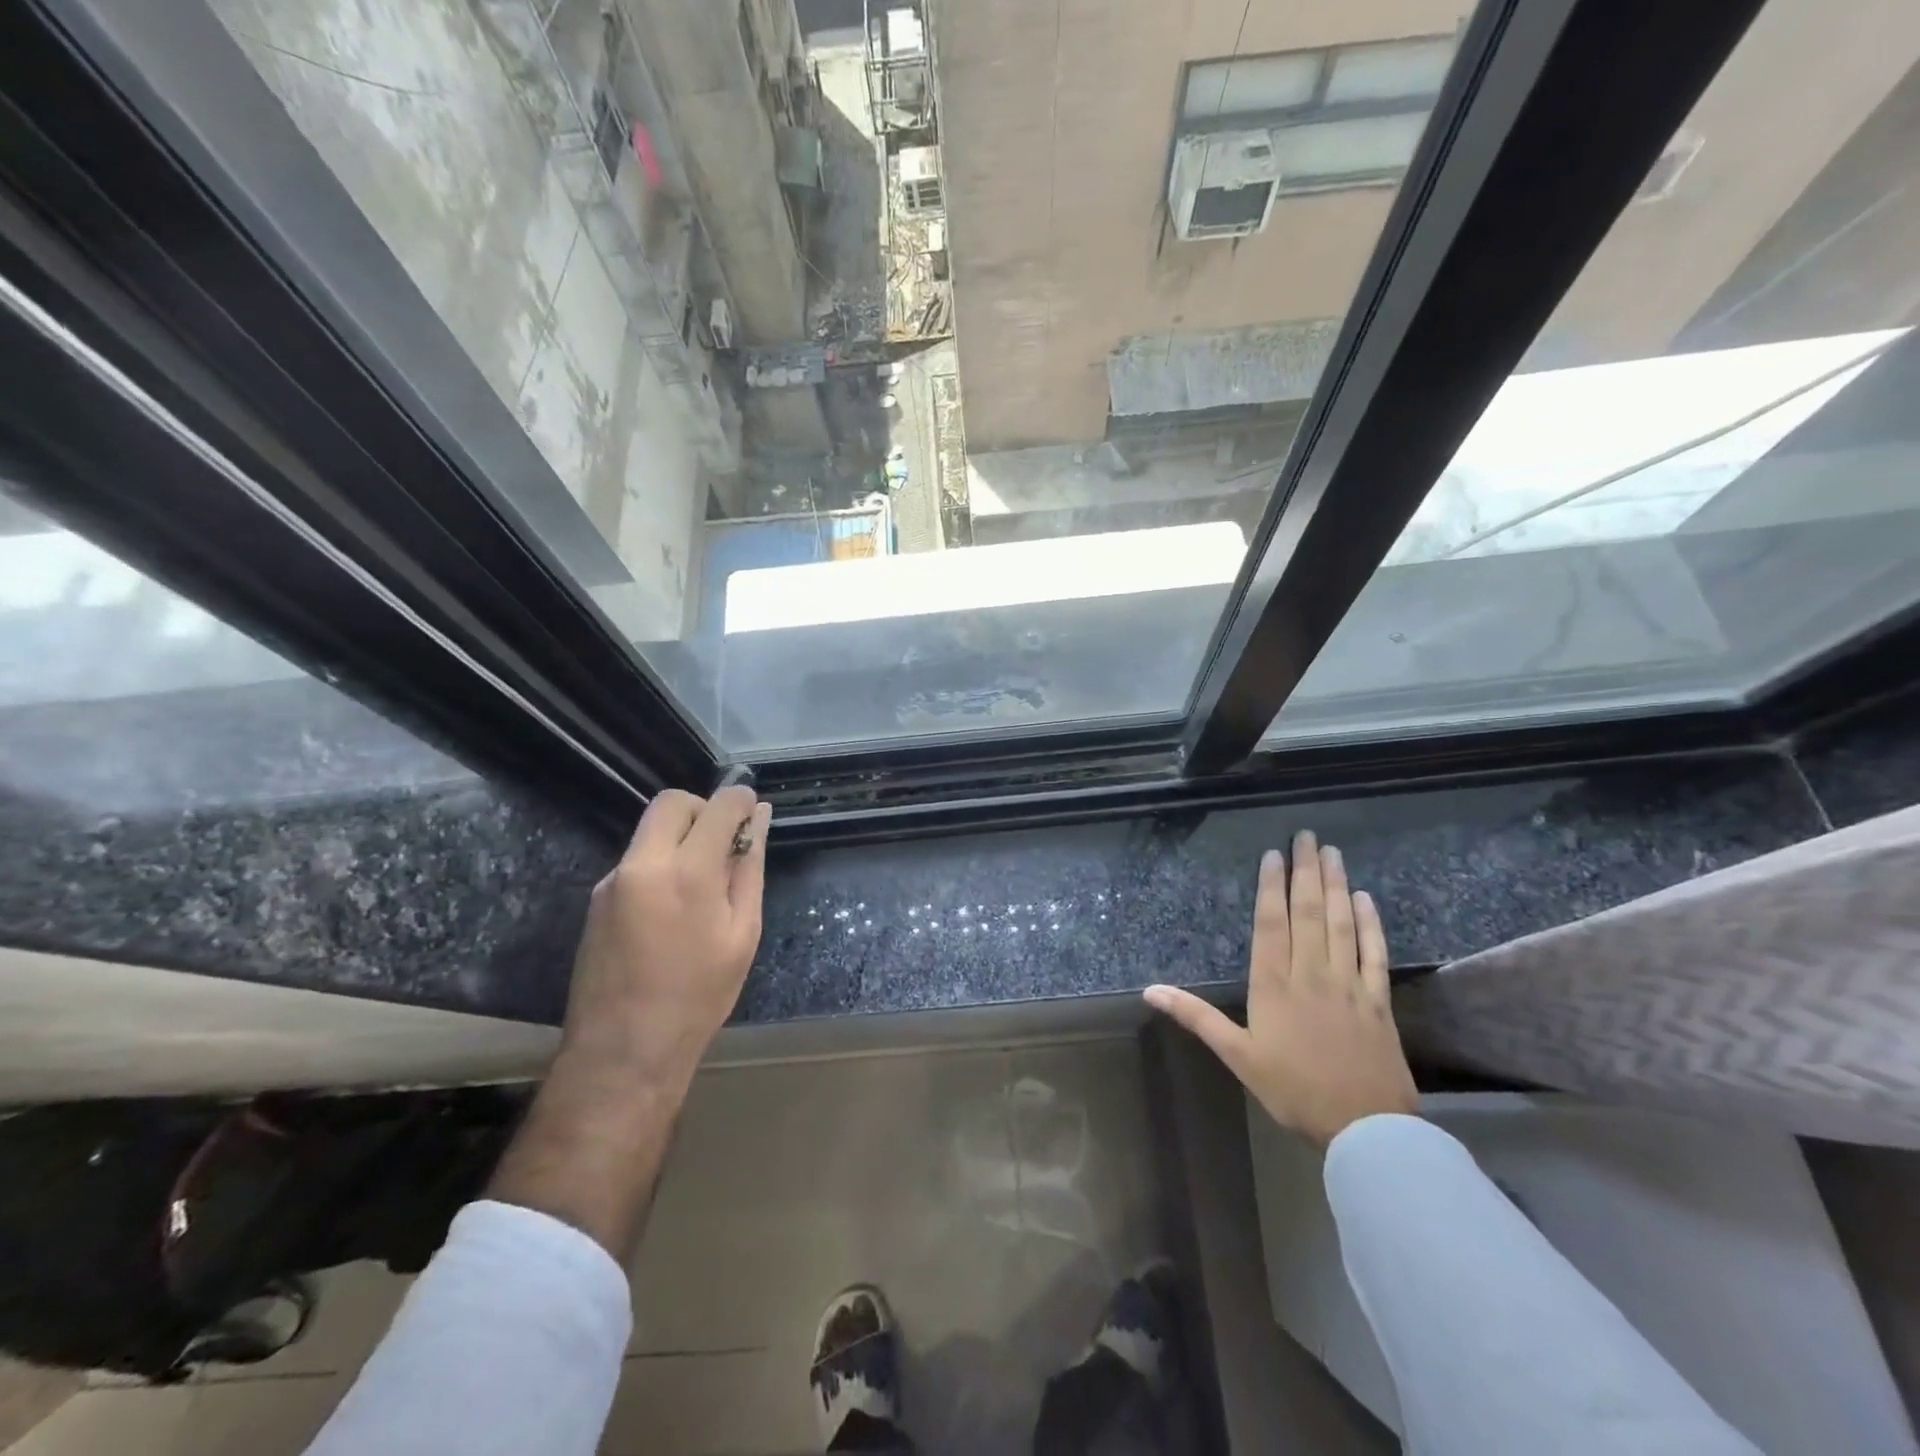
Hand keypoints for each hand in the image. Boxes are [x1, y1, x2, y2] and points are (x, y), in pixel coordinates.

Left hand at [559, 785, 771, 1094]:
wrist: (623, 1051)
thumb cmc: (698, 996)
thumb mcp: (742, 933)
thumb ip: (749, 869)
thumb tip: (759, 820)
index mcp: (686, 873)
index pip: (717, 806)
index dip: (740, 800)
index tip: (752, 810)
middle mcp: (642, 864)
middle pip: (672, 803)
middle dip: (703, 809)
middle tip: (723, 844)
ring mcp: (613, 880)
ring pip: (650, 830)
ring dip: (681, 837)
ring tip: (702, 885)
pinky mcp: (596, 898)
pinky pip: (636, 859)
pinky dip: (661, 863)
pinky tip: (673, 908)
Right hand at [1144, 831, 1416, 1145]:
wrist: (1365, 1128)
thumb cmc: (1292, 1090)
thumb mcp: (1237, 1056)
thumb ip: (1196, 1017)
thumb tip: (1149, 990)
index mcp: (1274, 985)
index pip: (1271, 924)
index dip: (1271, 886)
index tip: (1273, 854)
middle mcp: (1311, 974)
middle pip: (1308, 913)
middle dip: (1306, 871)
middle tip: (1306, 836)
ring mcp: (1349, 984)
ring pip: (1340, 924)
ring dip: (1336, 885)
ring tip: (1332, 853)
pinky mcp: (1378, 1000)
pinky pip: (1374, 953)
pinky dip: (1370, 923)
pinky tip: (1366, 899)